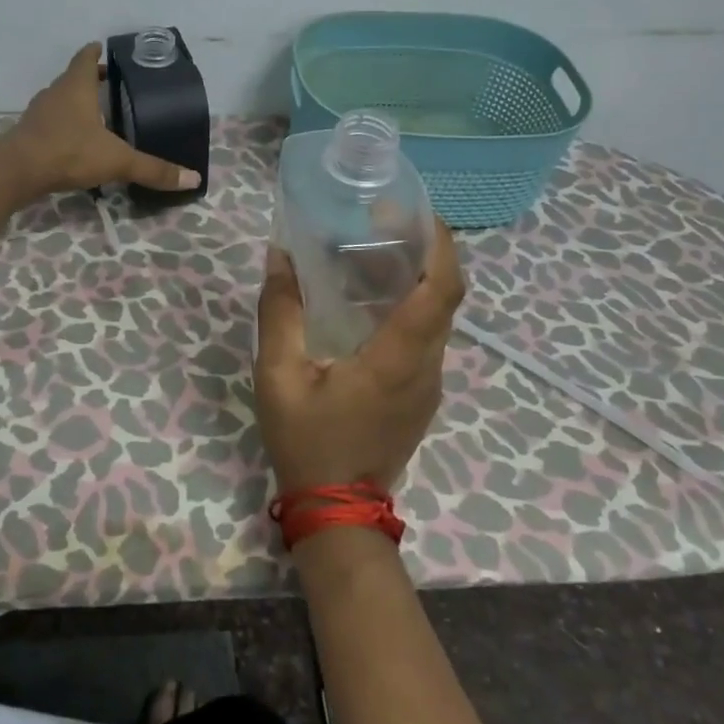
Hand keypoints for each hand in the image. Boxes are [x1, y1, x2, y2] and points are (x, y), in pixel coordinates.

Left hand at [4, 43, 201, 198]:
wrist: (16, 171)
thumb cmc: (68, 151)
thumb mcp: (117, 160)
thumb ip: (153, 169)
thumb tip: (193, 179)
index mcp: (77, 86)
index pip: (87, 58)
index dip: (97, 53)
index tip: (106, 50)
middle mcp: (56, 93)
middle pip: (74, 78)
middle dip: (91, 80)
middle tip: (112, 86)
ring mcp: (39, 113)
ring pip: (60, 100)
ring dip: (76, 104)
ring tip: (97, 115)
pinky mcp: (28, 134)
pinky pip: (50, 122)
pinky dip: (64, 125)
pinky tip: (75, 142)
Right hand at [253, 217, 464, 492]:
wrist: (338, 511)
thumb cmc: (309, 441)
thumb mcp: (279, 376)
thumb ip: (280, 313)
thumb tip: (280, 255)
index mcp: (399, 357)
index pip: (442, 289)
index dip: (441, 244)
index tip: (417, 212)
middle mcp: (427, 365)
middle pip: (444, 295)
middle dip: (423, 251)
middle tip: (382, 223)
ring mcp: (429, 383)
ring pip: (436, 316)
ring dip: (414, 278)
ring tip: (368, 253)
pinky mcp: (421, 393)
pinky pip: (425, 336)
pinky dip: (407, 305)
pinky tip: (367, 301)